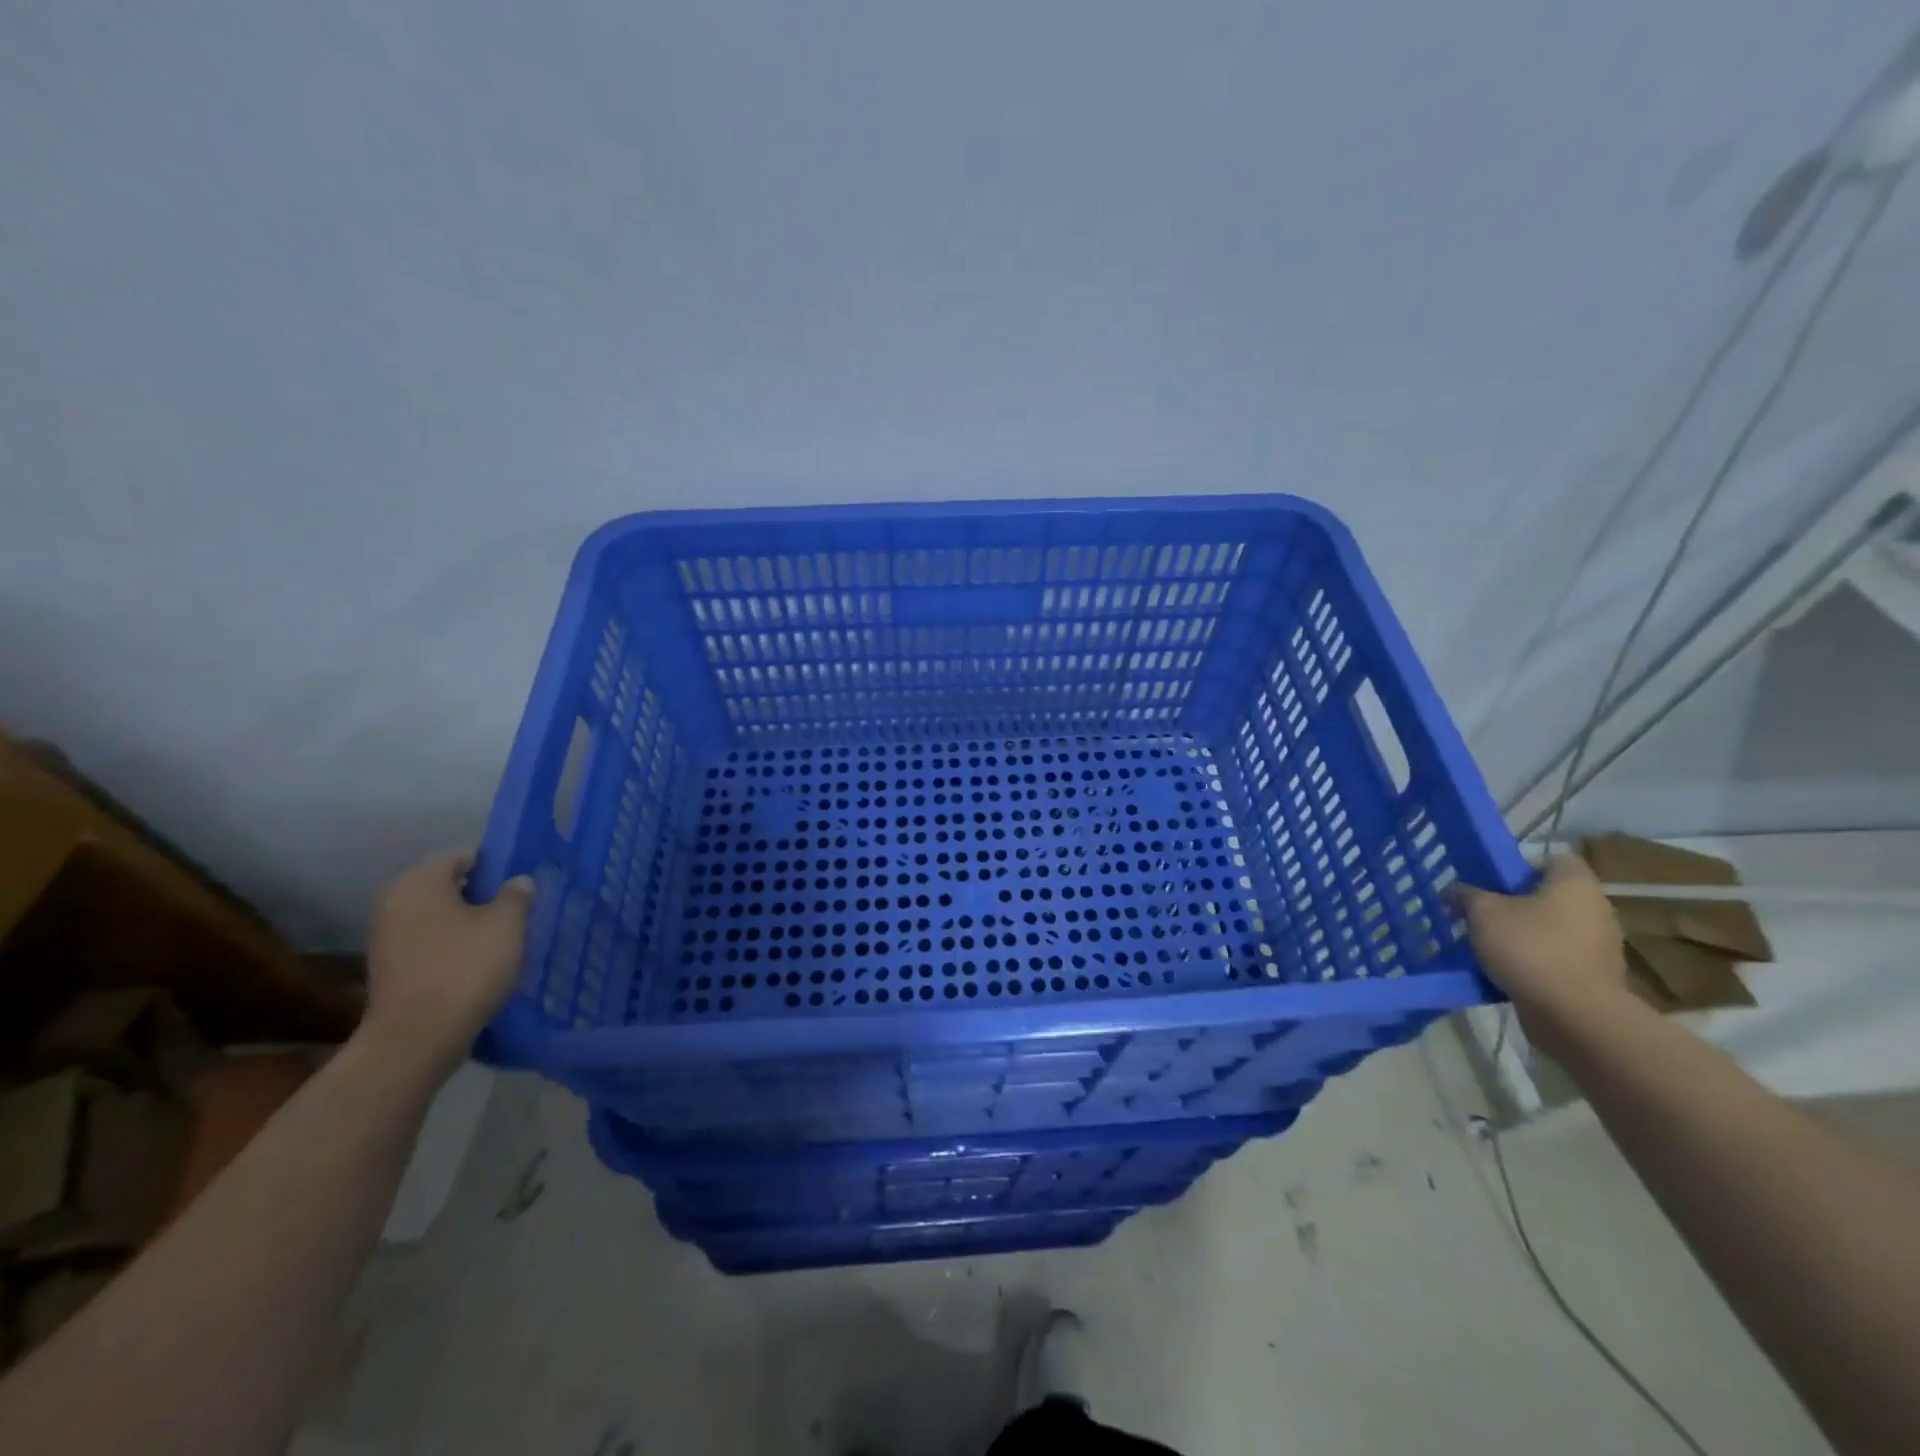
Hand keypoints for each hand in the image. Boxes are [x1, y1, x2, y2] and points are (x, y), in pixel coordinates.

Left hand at [362, 850, 533, 1080]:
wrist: (417, 1038)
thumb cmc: (465, 968)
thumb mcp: (507, 924)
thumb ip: (516, 895)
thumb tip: (518, 882)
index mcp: (420, 882)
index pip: (464, 855)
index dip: (497, 864)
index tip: (522, 883)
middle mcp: (395, 901)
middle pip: (449, 884)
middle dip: (483, 894)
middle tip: (517, 909)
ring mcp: (386, 936)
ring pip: (439, 914)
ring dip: (469, 921)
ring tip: (502, 937)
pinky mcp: (390, 966)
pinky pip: (429, 940)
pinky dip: (453, 944)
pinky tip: (479, 962)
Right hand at [1453, 855, 1637, 1058]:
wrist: (1574, 1015)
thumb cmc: (1530, 948)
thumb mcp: (1482, 912)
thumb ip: (1466, 895)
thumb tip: (1454, 889)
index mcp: (1575, 884)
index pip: (1551, 859)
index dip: (1519, 865)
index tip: (1490, 881)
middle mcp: (1595, 909)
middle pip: (1548, 896)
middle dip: (1514, 903)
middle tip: (1480, 912)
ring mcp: (1599, 946)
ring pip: (1550, 929)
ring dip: (1521, 935)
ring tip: (1485, 944)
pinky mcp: (1593, 977)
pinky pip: (1555, 959)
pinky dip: (1532, 962)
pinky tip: (1504, 971)